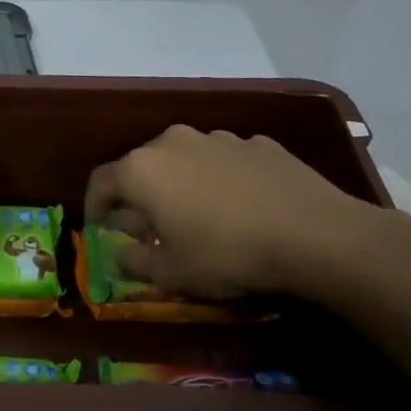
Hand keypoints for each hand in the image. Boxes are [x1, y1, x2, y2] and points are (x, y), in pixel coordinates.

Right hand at [84, 126, 385, 299]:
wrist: (316, 235)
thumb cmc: (226, 254)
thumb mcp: (171, 273)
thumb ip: (134, 261)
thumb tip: (120, 252)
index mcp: (142, 169)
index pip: (100, 182)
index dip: (94, 207)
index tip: (100, 229)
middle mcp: (174, 142)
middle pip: (141, 165)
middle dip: (138, 195)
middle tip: (147, 225)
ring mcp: (219, 138)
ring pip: (184, 159)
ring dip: (180, 183)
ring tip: (196, 215)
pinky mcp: (259, 143)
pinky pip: (224, 161)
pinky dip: (220, 179)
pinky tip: (239, 206)